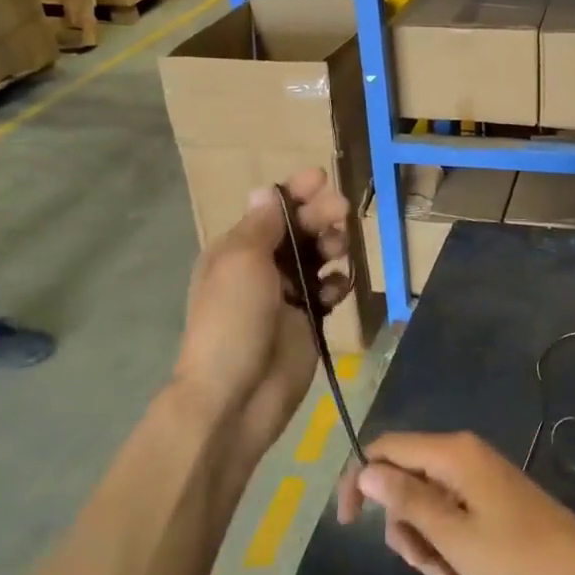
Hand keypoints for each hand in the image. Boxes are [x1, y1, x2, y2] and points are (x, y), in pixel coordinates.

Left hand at [176, 167, 348, 459]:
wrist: (236, 395)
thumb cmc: (233, 320)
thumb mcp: (241, 262)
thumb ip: (261, 225)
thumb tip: (266, 190)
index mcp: (237, 250)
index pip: (270, 210)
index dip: (295, 192)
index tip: (322, 178)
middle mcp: (261, 267)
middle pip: (298, 229)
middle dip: (320, 216)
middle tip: (342, 212)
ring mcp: (286, 295)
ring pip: (318, 257)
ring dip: (332, 247)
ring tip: (339, 252)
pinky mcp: (308, 320)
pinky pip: (329, 291)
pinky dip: (336, 285)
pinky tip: (337, 290)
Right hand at [337, 431, 574, 574]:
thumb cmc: (515, 556)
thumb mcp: (452, 535)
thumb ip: (407, 500)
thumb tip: (365, 471)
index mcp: (452, 453)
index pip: (386, 448)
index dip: (359, 480)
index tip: (346, 525)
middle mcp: (461, 454)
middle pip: (405, 479)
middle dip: (403, 526)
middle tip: (422, 566)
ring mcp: (476, 475)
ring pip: (425, 502)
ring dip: (425, 543)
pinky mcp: (488, 495)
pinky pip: (449, 511)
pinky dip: (445, 542)